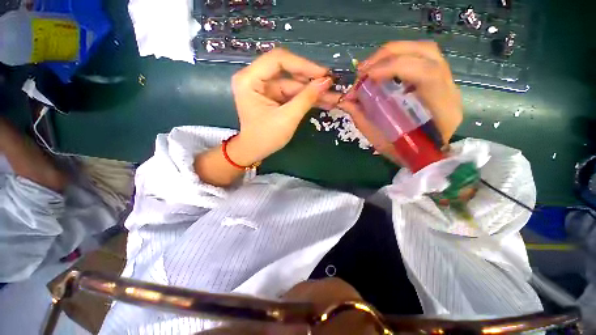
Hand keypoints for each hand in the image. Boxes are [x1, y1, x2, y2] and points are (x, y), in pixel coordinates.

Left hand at [226, 49, 337, 165]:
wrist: (255, 151)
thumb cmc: (266, 138)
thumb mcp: (287, 118)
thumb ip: (306, 98)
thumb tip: (326, 82)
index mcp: (249, 79)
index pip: (278, 60)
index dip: (303, 65)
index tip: (324, 74)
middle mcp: (255, 78)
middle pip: (287, 71)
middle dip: (310, 80)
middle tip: (331, 86)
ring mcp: (264, 87)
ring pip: (293, 83)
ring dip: (312, 91)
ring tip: (332, 97)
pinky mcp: (272, 96)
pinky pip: (292, 93)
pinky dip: (306, 98)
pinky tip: (322, 101)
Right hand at [338, 41, 462, 161]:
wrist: (424, 157)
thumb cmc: (403, 153)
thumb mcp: (379, 140)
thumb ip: (362, 117)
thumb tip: (344, 99)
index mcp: (441, 111)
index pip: (425, 74)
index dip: (394, 68)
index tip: (366, 76)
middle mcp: (449, 91)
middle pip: (427, 54)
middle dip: (390, 55)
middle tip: (364, 68)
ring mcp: (447, 83)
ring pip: (425, 51)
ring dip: (394, 53)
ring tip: (371, 66)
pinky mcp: (439, 81)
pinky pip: (421, 59)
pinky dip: (400, 58)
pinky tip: (384, 69)